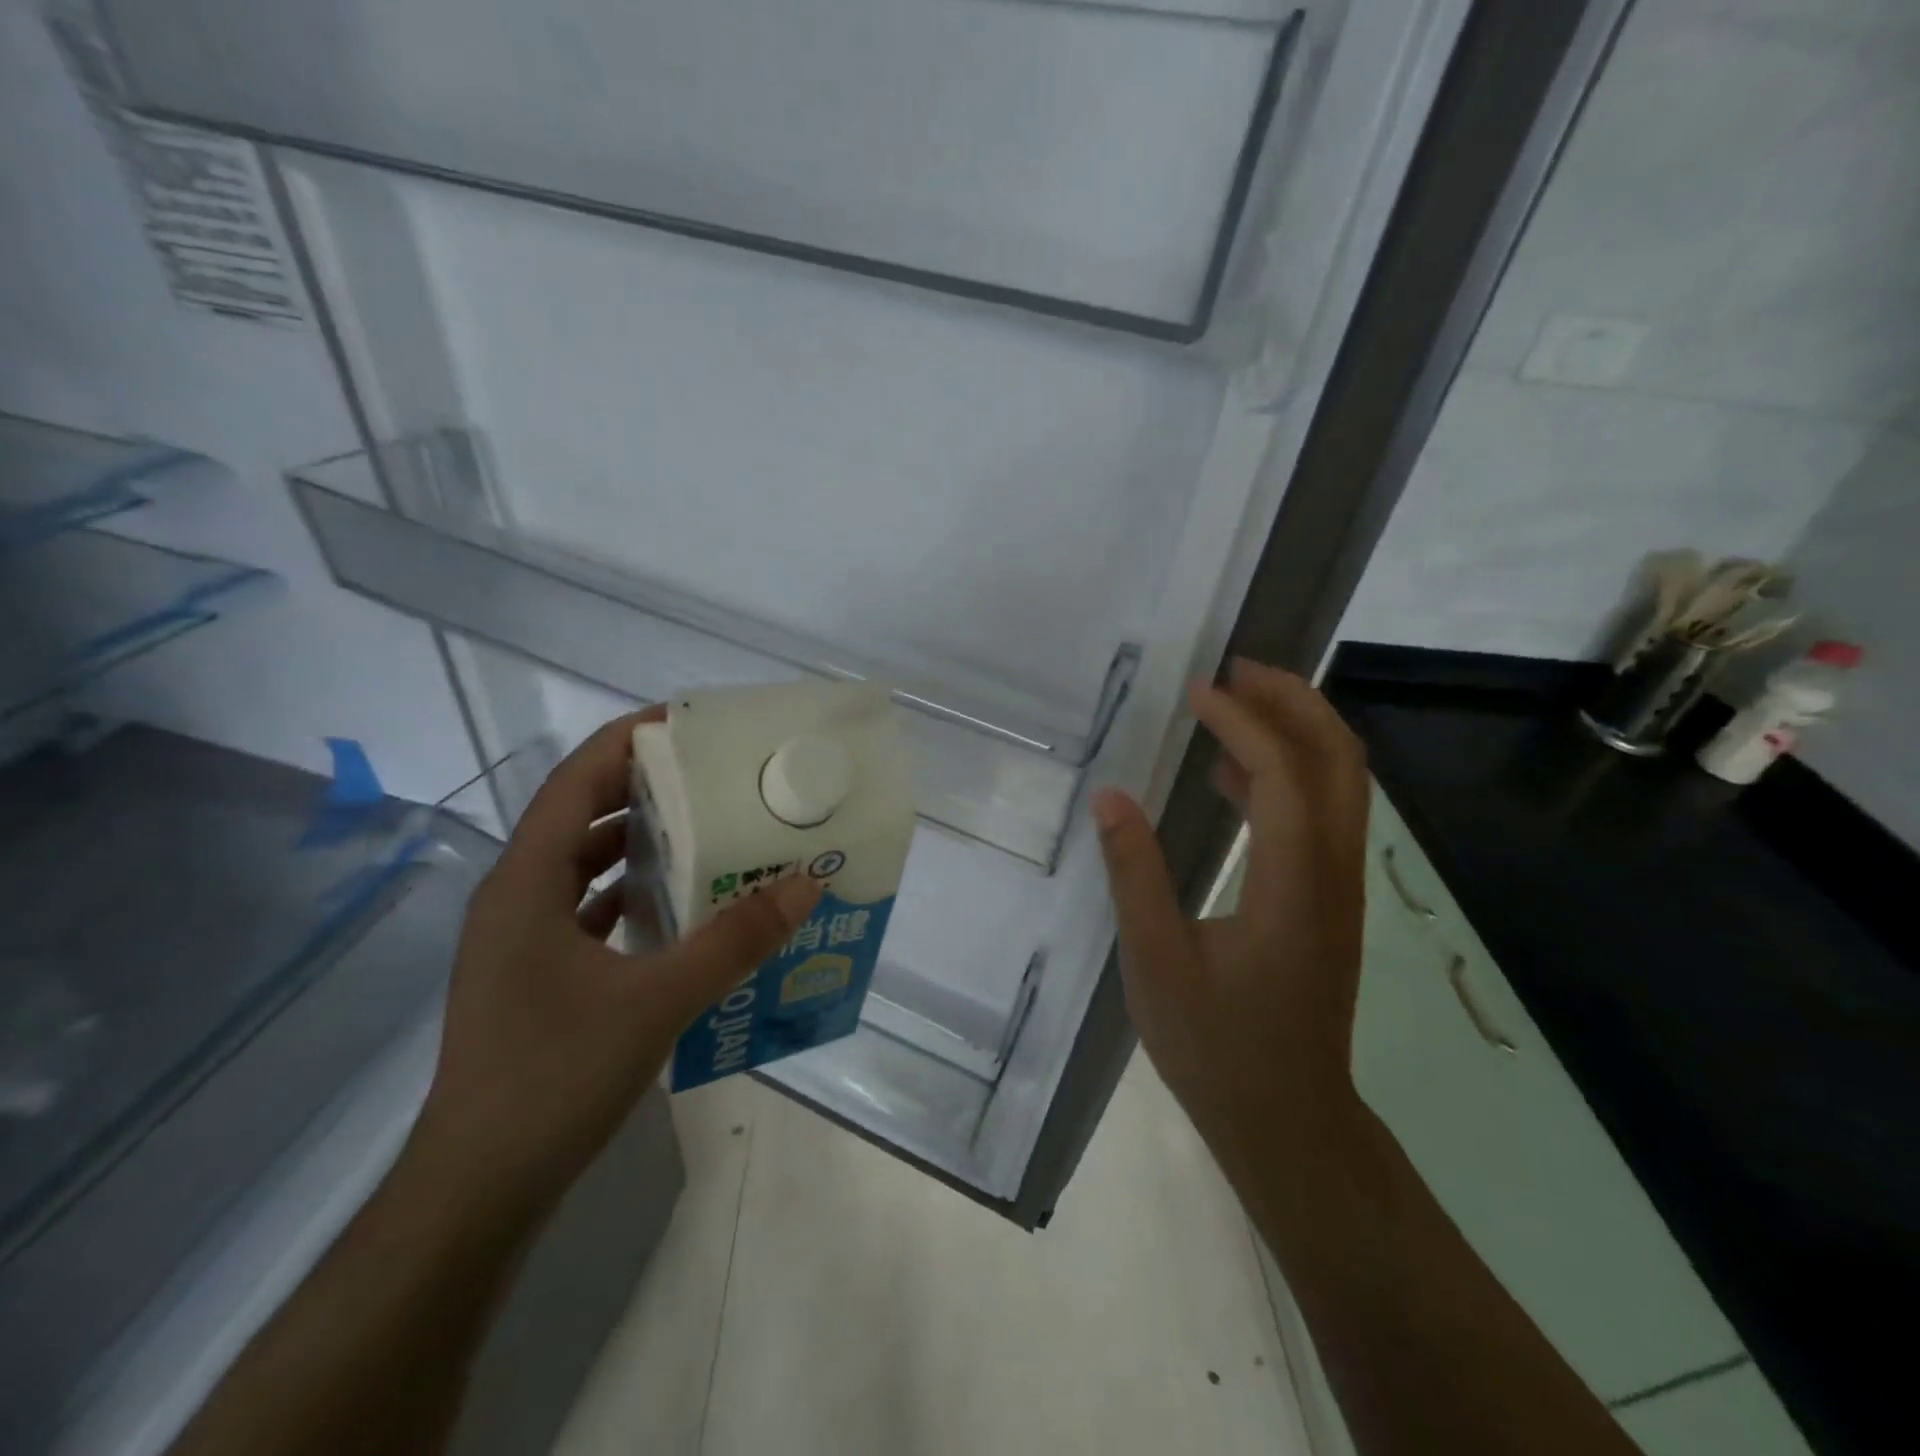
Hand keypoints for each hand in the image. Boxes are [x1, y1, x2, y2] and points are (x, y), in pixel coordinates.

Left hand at [412, 709, 820, 1219]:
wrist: (477, 1191)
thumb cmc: (553, 1077)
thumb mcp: (657, 1002)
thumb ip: (736, 940)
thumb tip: (805, 883)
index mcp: (526, 883)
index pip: (574, 782)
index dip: (626, 742)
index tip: (687, 723)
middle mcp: (516, 898)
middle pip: (580, 817)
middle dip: (643, 788)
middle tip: (712, 774)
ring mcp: (520, 940)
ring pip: (583, 866)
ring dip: (638, 843)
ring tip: (706, 828)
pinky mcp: (534, 976)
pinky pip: (585, 910)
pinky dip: (630, 894)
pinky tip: (678, 905)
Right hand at [1092, 659, 1369, 1169]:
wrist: (1288, 1121)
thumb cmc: (1216, 1047)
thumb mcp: (1156, 962)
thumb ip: (1135, 873)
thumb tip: (1109, 797)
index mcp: (1293, 887)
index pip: (1284, 776)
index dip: (1243, 723)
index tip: (1195, 693)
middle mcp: (1332, 874)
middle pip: (1340, 760)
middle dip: (1294, 702)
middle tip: (1235, 670)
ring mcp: (1338, 888)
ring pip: (1341, 783)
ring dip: (1296, 731)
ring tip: (1233, 703)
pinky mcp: (1328, 901)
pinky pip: (1320, 814)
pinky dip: (1286, 775)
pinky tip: (1232, 776)